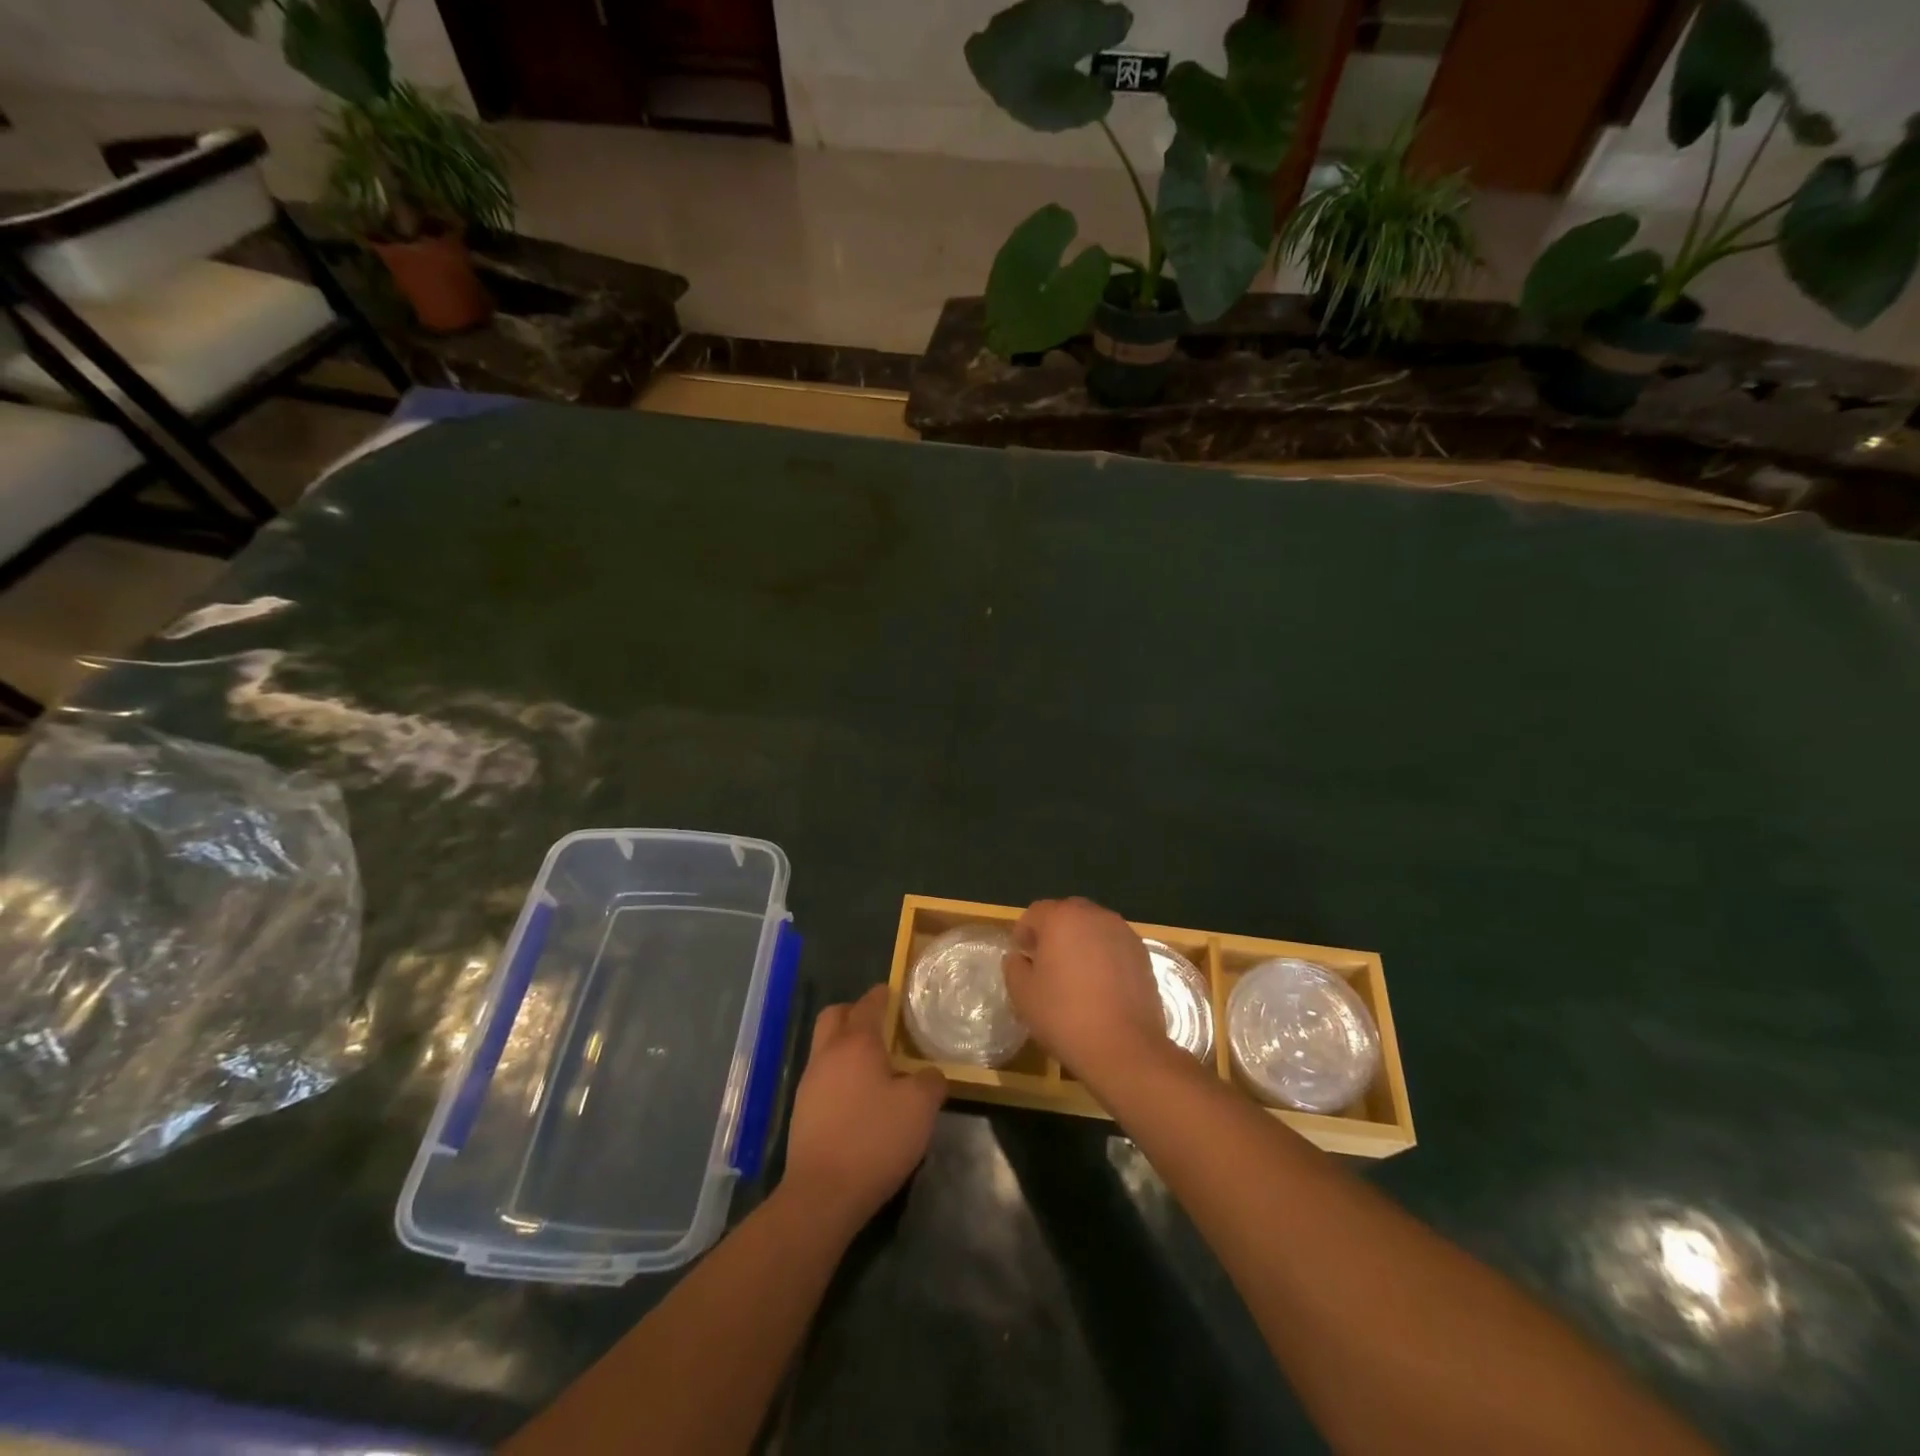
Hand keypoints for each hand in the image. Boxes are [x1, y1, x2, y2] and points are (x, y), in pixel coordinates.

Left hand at [783, 987, 945, 1236]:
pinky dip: (839, 1074)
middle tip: (881, 1025)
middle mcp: (828, 1053)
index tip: (896, 993)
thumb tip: (930, 1073)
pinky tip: (858, 1098)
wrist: (822, 1195)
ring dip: (846, 1045)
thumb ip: (931, 1081)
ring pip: (825, 1046)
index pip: (869, 1003)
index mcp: (856, 1043)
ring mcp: (809, 1082)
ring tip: (874, 1065)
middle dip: (855, 1012)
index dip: (884, 994)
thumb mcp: (920, 1108)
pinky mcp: (802, 1110)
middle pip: (835, 1015)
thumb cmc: (875, 1140)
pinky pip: (822, 1075)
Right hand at [1003, 897, 1170, 1092]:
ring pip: (1093, 929)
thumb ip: (1014, 967)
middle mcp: (1094, 915)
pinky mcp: (1143, 954)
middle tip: (1046, 964)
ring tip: (1075, 976)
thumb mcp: (1022, 994)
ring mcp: (1123, 933)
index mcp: (1061, 918)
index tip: (1022, 958)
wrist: (1124, 1047)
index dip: (1024, 933)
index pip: (1035, 913)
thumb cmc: (1064, 1016)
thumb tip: (1020, 957)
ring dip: (1080, 943)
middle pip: (1067, 915)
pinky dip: (1103, 957)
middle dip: (1053, 933)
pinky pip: (1113, 945)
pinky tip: (1100, 986)